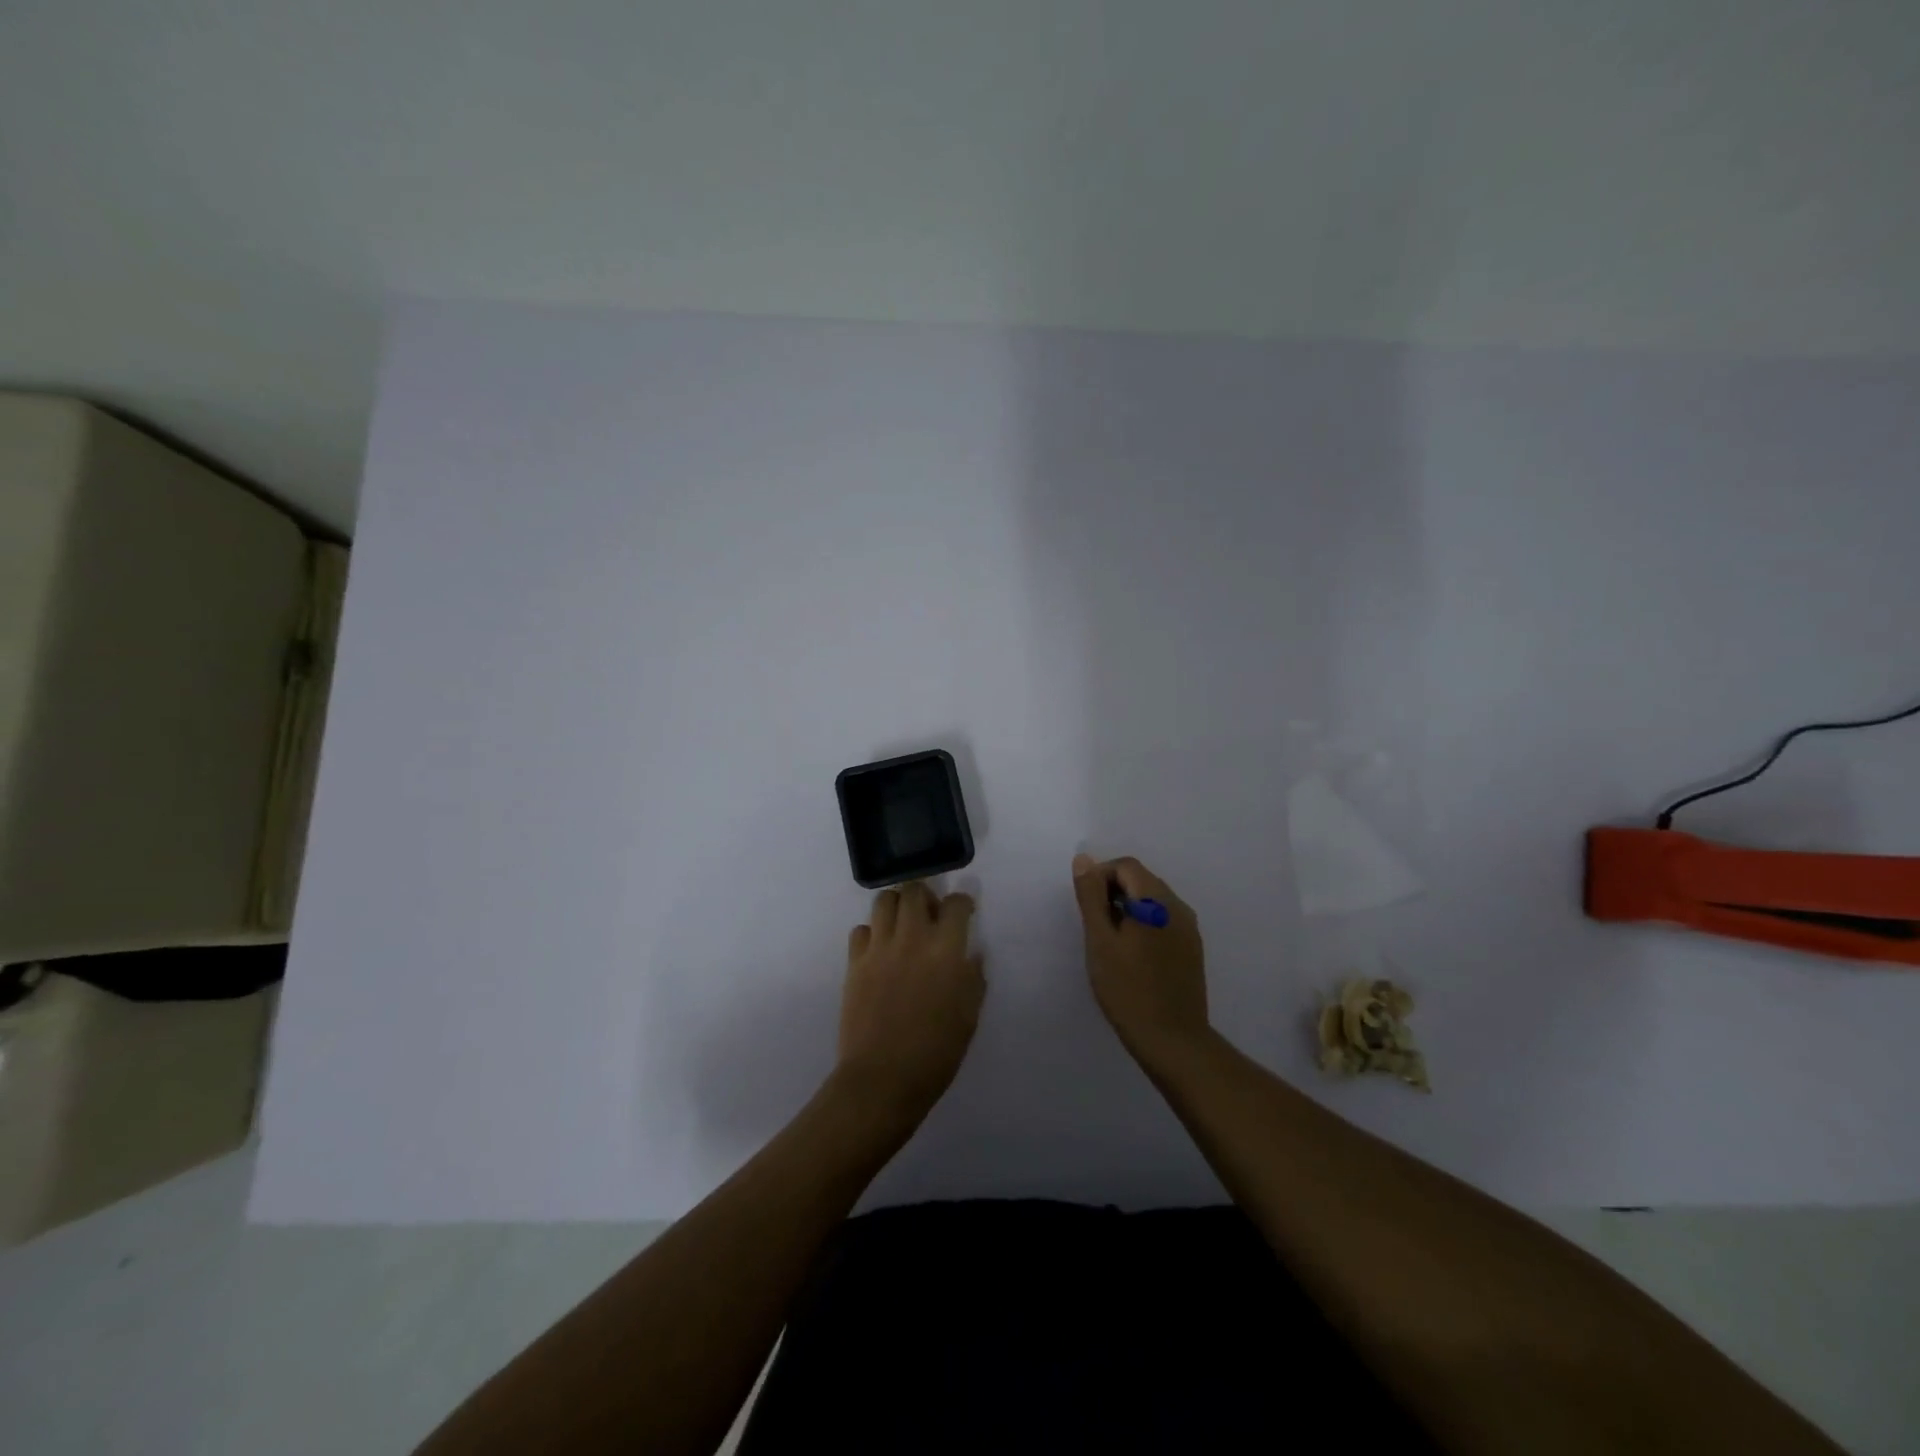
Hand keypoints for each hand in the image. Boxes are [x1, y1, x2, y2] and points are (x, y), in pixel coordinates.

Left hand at [835, 881, 985, 1127]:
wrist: (883, 1078)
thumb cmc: (936, 1052)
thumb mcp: (969, 1017)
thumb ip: (973, 979)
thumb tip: (971, 956)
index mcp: (946, 950)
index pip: (956, 903)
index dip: (962, 903)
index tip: (963, 913)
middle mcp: (912, 938)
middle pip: (915, 890)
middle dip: (926, 895)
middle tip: (930, 915)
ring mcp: (879, 948)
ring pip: (884, 901)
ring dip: (897, 906)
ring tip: (903, 925)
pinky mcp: (855, 962)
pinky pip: (861, 929)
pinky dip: (872, 932)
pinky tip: (880, 951)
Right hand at [1072, 853, 1210, 1069]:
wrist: (1173, 1041)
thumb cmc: (1128, 989)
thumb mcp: (1100, 941)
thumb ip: (1091, 897)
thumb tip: (1084, 860)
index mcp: (1156, 901)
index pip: (1126, 866)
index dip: (1101, 876)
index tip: (1086, 907)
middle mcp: (1178, 907)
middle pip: (1142, 880)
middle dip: (1113, 891)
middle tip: (1094, 924)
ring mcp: (1189, 929)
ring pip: (1153, 901)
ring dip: (1128, 908)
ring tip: (1109, 941)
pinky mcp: (1192, 949)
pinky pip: (1164, 920)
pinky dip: (1144, 924)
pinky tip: (1131, 955)